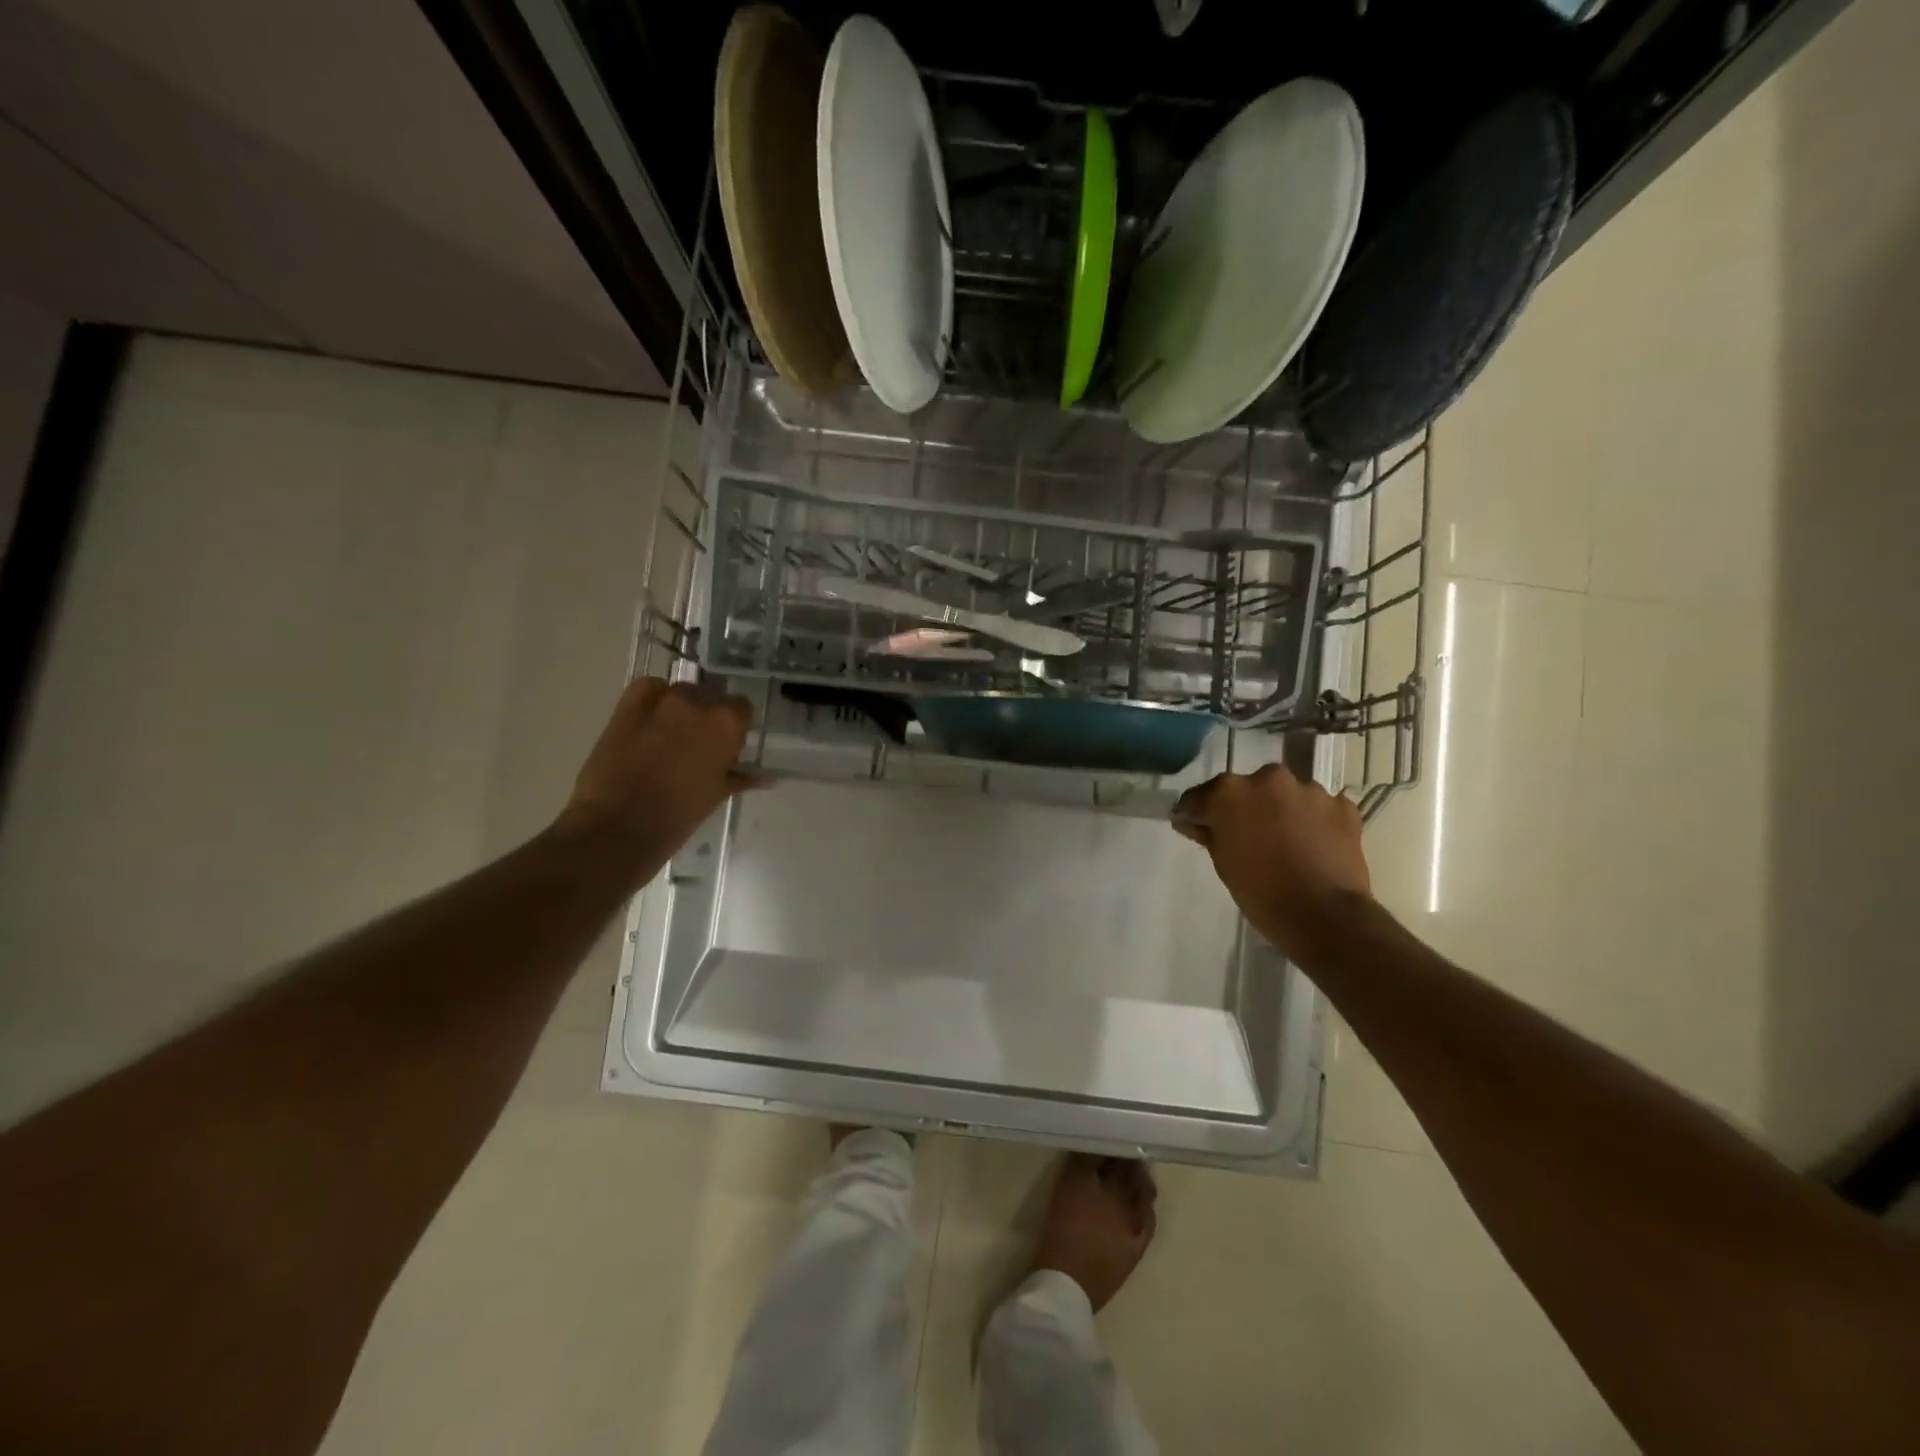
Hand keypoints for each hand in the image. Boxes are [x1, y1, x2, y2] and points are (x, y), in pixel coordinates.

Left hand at [557, 678, 756, 860]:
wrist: (619, 825)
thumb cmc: (679, 815)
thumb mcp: (717, 794)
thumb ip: (741, 777)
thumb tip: (766, 778)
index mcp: (726, 723)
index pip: (742, 708)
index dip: (737, 726)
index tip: (730, 744)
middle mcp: (697, 702)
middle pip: (711, 696)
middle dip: (709, 715)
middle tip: (701, 743)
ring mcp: (661, 700)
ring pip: (681, 692)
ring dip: (682, 708)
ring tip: (672, 734)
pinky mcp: (628, 705)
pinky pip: (648, 689)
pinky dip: (653, 699)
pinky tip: (652, 719)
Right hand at [1030, 1155, 1157, 1313]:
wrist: (1065, 1286)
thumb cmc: (1056, 1237)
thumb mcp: (1061, 1194)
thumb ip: (1076, 1169)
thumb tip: (1089, 1152)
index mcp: (1085, 1178)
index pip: (1103, 1153)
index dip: (1109, 1146)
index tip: (1110, 1141)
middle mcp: (1111, 1193)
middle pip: (1124, 1168)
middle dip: (1127, 1158)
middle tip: (1126, 1151)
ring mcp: (1127, 1218)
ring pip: (1141, 1189)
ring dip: (1140, 1178)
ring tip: (1138, 1172)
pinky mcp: (1136, 1243)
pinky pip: (1149, 1218)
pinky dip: (1148, 1207)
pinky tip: (1146, 1203)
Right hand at [1173, 764, 1371, 965]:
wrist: (1325, 916)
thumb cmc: (1262, 894)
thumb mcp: (1223, 864)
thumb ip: (1209, 833)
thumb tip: (1195, 822)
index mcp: (1230, 792)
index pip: (1200, 797)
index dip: (1194, 813)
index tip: (1192, 826)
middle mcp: (1268, 779)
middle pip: (1246, 789)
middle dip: (1242, 808)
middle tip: (1245, 836)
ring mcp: (1309, 790)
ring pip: (1284, 796)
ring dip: (1280, 812)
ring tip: (1285, 842)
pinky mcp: (1342, 805)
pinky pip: (1318, 808)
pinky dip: (1313, 821)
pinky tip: (1313, 846)